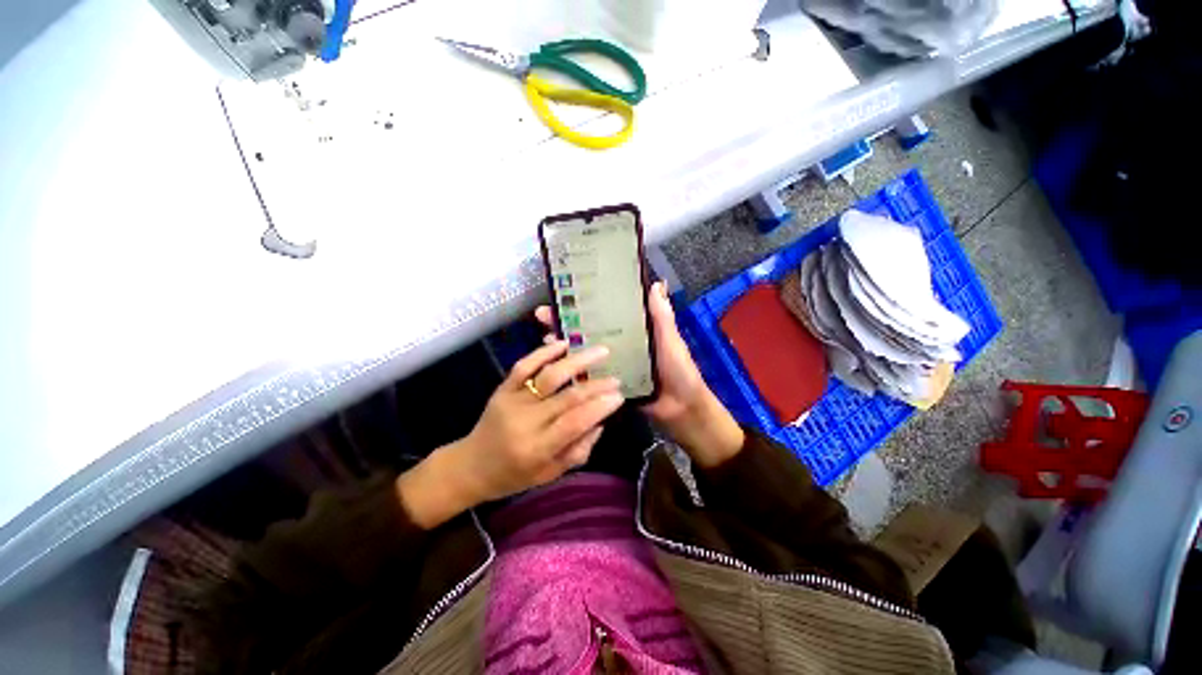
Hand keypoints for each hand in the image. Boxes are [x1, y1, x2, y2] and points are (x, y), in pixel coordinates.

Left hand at [397, 341, 623, 527]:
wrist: (471, 465)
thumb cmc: (514, 475)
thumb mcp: (550, 474)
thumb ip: (578, 451)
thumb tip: (600, 422)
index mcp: (537, 449)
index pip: (574, 423)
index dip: (599, 407)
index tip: (619, 396)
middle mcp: (525, 422)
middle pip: (567, 397)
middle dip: (596, 385)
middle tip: (616, 378)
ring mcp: (512, 401)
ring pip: (549, 376)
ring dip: (577, 361)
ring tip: (600, 352)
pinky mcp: (502, 388)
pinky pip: (523, 366)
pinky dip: (544, 352)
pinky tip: (563, 344)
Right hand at [536, 281, 744, 467]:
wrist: (680, 409)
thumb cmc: (678, 371)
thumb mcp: (670, 341)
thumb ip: (662, 317)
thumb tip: (656, 284)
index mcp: (632, 330)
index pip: (605, 311)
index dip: (588, 302)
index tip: (567, 290)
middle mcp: (618, 344)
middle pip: (588, 329)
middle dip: (566, 321)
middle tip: (543, 314)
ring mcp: (611, 365)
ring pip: (584, 351)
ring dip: (564, 344)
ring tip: (543, 336)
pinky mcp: (607, 383)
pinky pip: (587, 374)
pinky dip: (572, 369)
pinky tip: (556, 365)